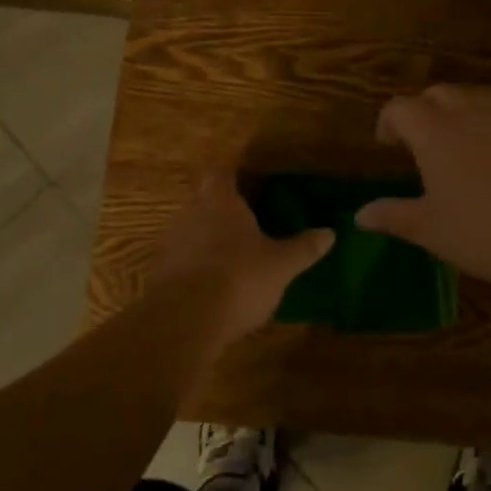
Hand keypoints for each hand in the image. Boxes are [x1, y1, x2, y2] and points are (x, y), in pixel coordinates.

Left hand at [149, 172, 333, 346]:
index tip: (248, 175)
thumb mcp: (281, 265)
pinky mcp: (160, 273)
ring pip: (193, 229)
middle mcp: (191, 213)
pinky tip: (215, 283)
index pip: (223, 171)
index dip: (234, 170)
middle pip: (206, 199)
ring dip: (210, 237)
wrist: (184, 320)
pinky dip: (198, 264)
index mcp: (220, 200)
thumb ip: (304, 247)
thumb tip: (330, 232)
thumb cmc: (239, 277)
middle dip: (225, 207)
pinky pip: (183, 259)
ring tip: (234, 253)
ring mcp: (171, 242)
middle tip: (249, 218)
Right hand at [355, 85, 490, 289]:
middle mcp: (469, 114)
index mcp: (434, 131)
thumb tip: (361, 214)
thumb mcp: (429, 229)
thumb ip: (393, 215)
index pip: (400, 108)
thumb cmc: (481, 231)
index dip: (389, 122)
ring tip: (456, 145)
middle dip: (423, 109)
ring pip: (474, 99)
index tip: (387, 144)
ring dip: (458, 113)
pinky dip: (490, 129)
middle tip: (419, 140)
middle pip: (438, 94)